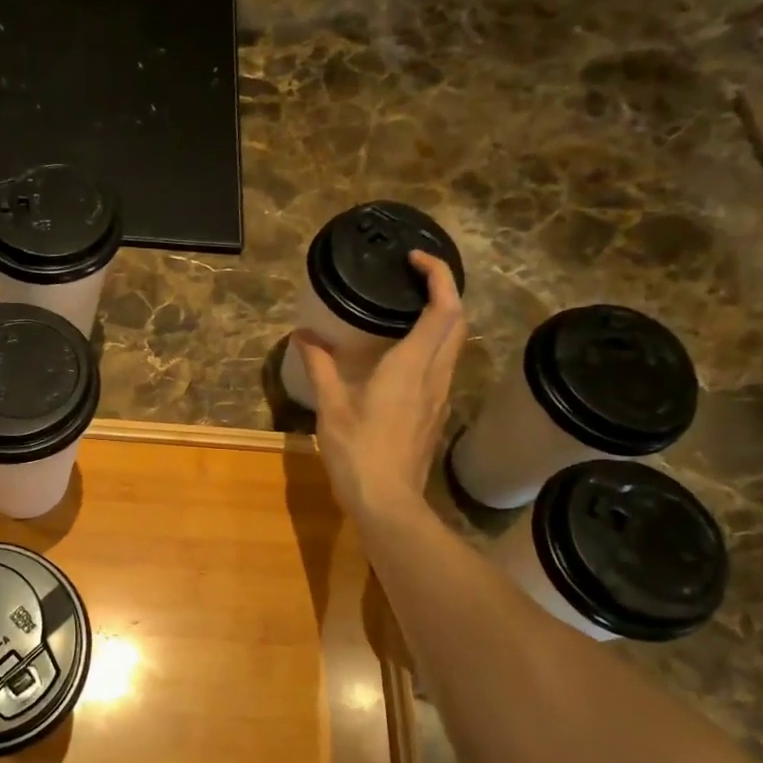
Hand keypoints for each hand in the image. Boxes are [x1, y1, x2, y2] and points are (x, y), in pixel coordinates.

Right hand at [293, 250, 467, 524]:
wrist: (388, 502)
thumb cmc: (358, 451)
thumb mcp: (332, 406)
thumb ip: (320, 366)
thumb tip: (304, 336)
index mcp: (412, 365)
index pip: (443, 308)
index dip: (439, 275)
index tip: (416, 260)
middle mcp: (435, 374)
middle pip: (458, 321)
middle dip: (445, 290)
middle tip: (413, 279)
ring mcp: (440, 395)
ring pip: (455, 344)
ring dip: (442, 317)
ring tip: (407, 308)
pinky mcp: (436, 413)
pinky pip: (443, 365)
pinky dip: (433, 344)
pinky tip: (404, 353)